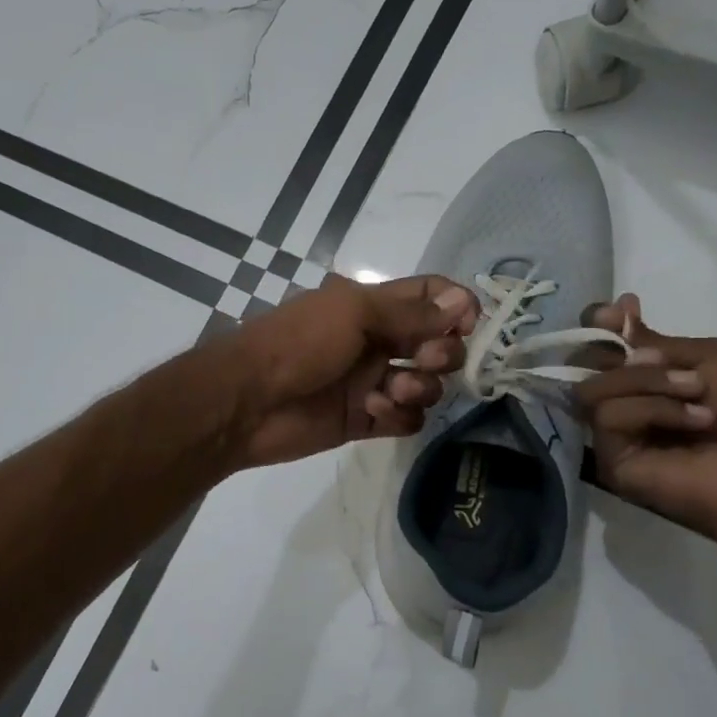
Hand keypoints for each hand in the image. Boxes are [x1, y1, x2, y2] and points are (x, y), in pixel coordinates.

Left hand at [226, 274, 477, 467]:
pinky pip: (406, 419)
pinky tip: (375, 412)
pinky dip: (400, 416)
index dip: (456, 306)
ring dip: (421, 387)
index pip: (429, 297)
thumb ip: (410, 313)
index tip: (468, 324)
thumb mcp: (353, 313)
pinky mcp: (365, 419)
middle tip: (424, 359)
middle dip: (443, 352)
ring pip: (426, 385)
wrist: (248, 400)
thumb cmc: (298, 343)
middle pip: (438, 343)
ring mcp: (372, 382)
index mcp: (373, 307)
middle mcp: (379, 342)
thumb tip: (462, 302)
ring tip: (390, 391)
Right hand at [571, 294, 716, 549]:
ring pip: (594, 388)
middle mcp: (624, 404)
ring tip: (695, 394)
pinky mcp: (611, 461)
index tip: (617, 312)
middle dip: (619, 354)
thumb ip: (654, 341)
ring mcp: (614, 435)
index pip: (599, 349)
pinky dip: (653, 409)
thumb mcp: (711, 357)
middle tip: (661, 359)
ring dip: (649, 382)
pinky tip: (692, 421)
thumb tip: (610, 313)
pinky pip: (609, 416)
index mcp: (647, 380)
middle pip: (584, 366)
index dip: (600, 326)